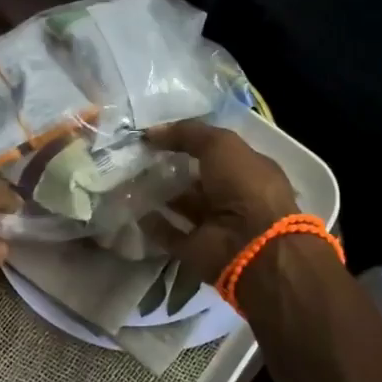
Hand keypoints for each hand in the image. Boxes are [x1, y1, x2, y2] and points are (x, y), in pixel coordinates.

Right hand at [144, 120, 300, 282]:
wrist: (250, 242)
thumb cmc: (243, 185)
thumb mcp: (220, 144)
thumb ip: (187, 133)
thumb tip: (151, 133)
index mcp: (247, 171)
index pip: (217, 153)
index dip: (191, 143)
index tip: (159, 136)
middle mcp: (233, 197)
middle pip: (198, 181)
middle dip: (173, 170)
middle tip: (140, 158)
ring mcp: (214, 225)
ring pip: (183, 207)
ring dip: (161, 196)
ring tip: (131, 182)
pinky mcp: (196, 249)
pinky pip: (170, 234)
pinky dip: (154, 225)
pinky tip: (135, 211)